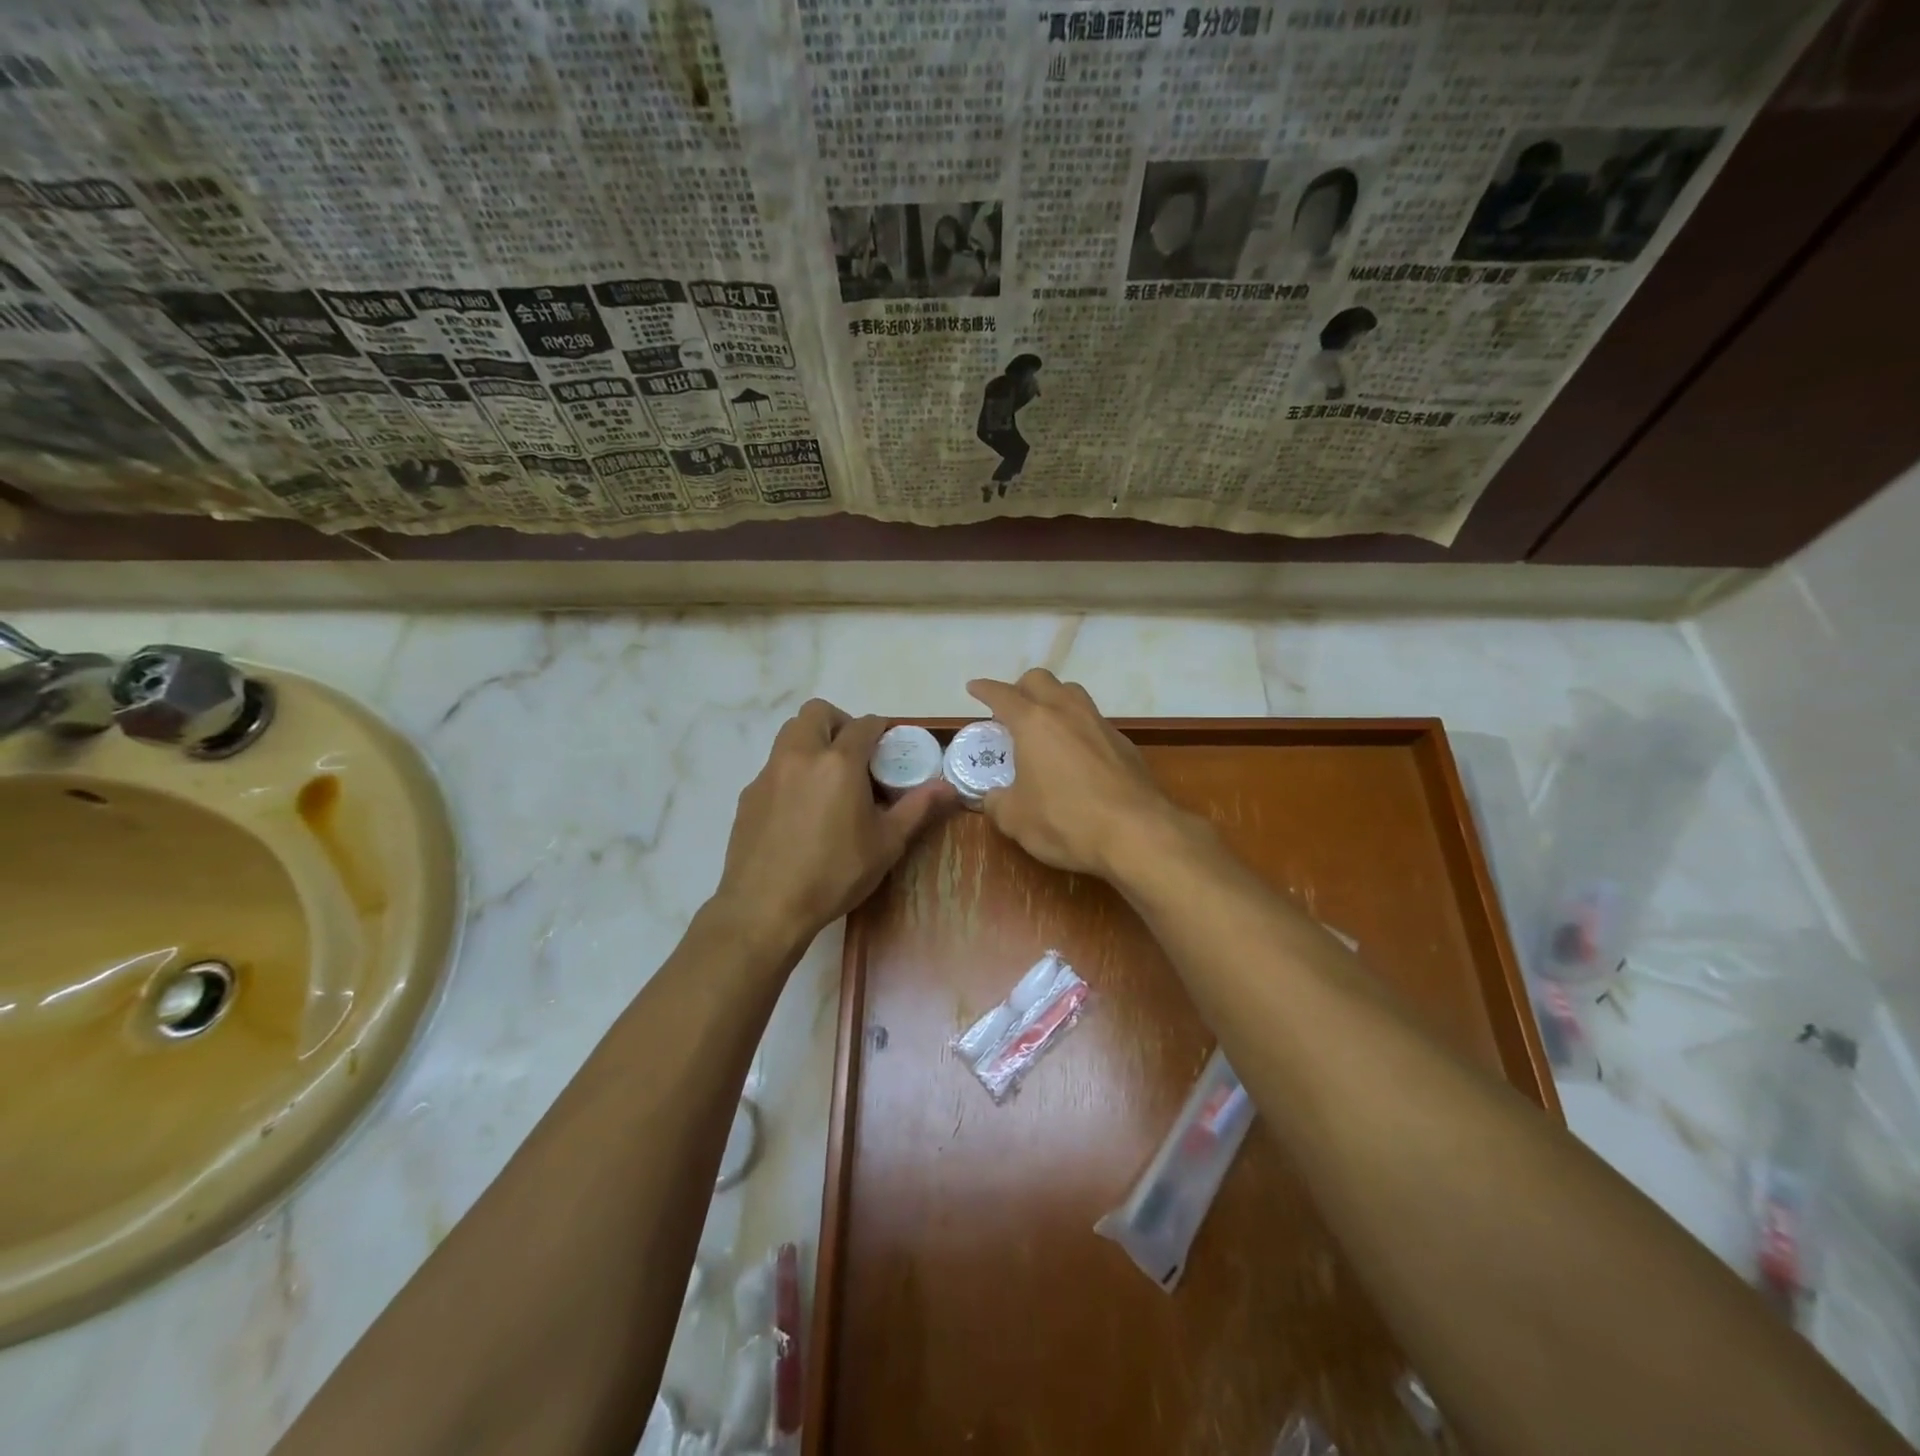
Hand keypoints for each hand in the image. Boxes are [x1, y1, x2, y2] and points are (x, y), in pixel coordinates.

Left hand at [713, 700, 951, 954]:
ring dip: (812, 741)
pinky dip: (792, 771)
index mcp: (838, 762)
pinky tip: (801, 810)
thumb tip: (949, 787)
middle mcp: (800, 756)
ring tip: (829, 779)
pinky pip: (774, 766)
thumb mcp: (886, 844)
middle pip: (817, 713)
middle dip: (840, 723)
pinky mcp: (749, 794)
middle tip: (855, 756)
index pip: (864, 724)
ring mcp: (769, 773)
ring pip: (790, 734)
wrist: (765, 907)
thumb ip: (918, 808)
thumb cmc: (835, 873)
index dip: (880, 730)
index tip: (889, 748)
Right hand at [966, 670, 1187, 878]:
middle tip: (1011, 710)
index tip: (974, 688)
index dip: (985, 690)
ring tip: (1045, 726)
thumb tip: (993, 798)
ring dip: (1054, 700)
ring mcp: (1100, 724)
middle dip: (1021, 688)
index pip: (1002, 695)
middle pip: (1041, 680)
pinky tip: (1076, 755)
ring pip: (1072, 694)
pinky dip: (1078, 728)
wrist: (1136, 833)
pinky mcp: (1124, 744)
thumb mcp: (1015, 819)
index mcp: (1034, 722)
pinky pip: (1094, 722)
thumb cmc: (1065, 820)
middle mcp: (1067, 712)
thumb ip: (997, 803)